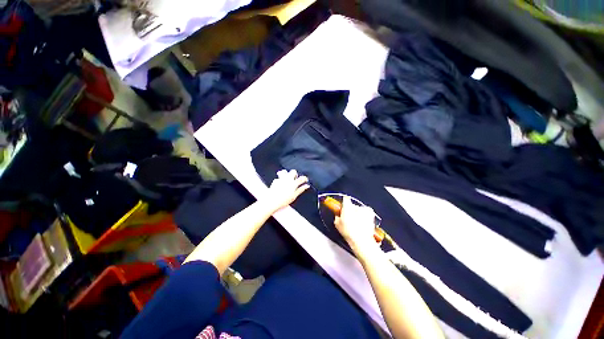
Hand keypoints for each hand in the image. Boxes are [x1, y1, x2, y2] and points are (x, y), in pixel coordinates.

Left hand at [265, 169, 309, 211]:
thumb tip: (306, 186)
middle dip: (295, 174)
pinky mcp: (275, 180)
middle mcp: (288, 179)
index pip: (301, 178)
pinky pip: (279, 177)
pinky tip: (280, 183)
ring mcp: (281, 179)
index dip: (304, 178)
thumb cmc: (284, 200)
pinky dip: (280, 179)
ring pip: (285, 171)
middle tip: (295, 179)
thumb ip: (300, 190)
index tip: (305, 180)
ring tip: (287, 178)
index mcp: (294, 183)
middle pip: (293, 171)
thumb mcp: (294, 196)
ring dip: (287, 174)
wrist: (272, 201)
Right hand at [334, 196, 377, 251]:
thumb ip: (337, 216)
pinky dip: (365, 215)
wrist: (361, 240)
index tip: (343, 207)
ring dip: (358, 213)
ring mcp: (364, 210)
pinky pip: (366, 211)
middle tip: (349, 218)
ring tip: (356, 222)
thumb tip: (339, 215)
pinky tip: (362, 221)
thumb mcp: (337, 224)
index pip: (345, 199)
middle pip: (352, 205)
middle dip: (350, 210)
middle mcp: (356, 206)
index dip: (344, 203)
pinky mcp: (371, 213)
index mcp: (347, 206)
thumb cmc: (349, 232)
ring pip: (359, 209)